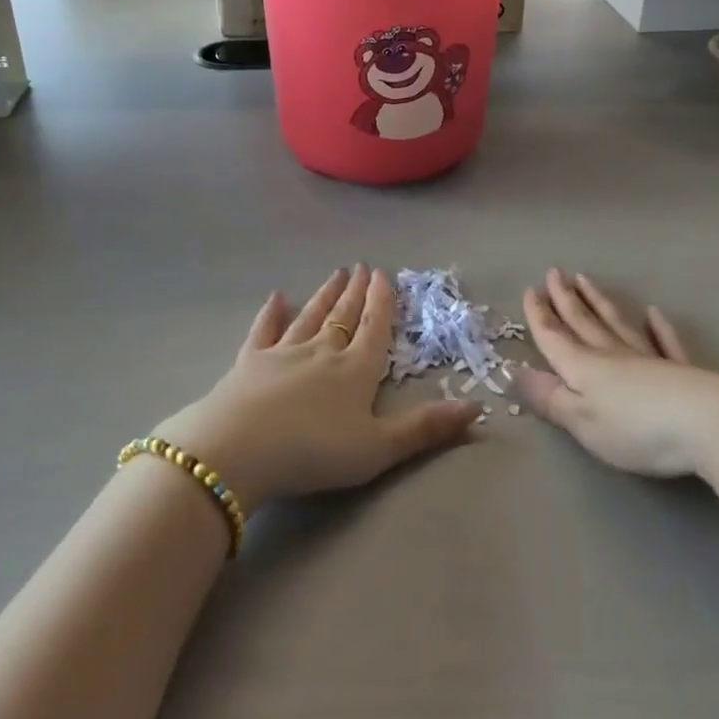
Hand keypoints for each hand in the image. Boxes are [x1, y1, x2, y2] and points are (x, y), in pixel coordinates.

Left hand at [153, 266, 478, 515]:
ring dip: (325, 294)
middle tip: (363, 266)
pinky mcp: (250, 361)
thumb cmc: (315, 451)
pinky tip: (276, 297)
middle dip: (357, 292)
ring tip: (336, 272)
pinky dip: (271, 313)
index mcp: (356, 370)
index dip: (383, 302)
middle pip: (344, 315)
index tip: (385, 274)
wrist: (240, 449)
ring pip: (311, 316)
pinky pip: (264, 330)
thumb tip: (478, 408)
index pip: (375, 327)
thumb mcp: (378, 448)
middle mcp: (323, 351)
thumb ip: (425, 429)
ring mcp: (284, 352)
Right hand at [513, 269, 718, 480]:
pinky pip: (664, 342)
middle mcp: (612, 354)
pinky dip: (658, 328)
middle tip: (555, 272)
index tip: (529, 289)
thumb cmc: (635, 429)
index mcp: (584, 367)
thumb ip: (549, 398)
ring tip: (587, 280)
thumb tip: (513, 372)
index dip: (539, 316)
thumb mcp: (582, 421)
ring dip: (599, 302)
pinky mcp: (681, 371)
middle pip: (584, 322)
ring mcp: (648, 359)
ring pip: (617, 324)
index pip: (554, 337)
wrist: (707, 423)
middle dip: (565, 299)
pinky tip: (653, 314)